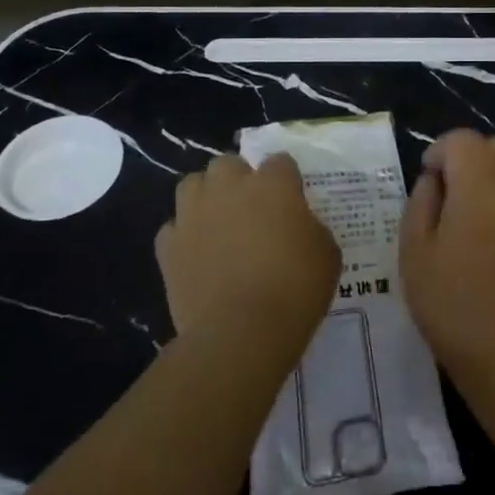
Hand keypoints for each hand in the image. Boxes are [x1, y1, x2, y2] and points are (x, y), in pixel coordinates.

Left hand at [156, 154, 339, 357]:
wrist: (241, 332)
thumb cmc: (295, 289)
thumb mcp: (327, 254)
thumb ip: (310, 228)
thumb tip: (298, 227)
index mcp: (273, 184)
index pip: (280, 161)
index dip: (287, 179)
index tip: (292, 200)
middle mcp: (229, 188)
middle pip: (228, 163)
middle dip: (238, 179)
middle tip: (252, 208)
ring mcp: (193, 214)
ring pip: (192, 184)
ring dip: (206, 197)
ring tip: (218, 222)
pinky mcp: (168, 246)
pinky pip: (173, 228)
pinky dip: (184, 236)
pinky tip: (196, 254)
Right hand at [400, 130, 494, 393]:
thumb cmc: (454, 309)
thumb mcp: (415, 256)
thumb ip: (420, 204)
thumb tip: (433, 179)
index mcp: (479, 190)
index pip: (464, 140)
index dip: (441, 149)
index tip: (429, 176)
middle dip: (473, 156)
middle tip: (454, 189)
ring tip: (483, 208)